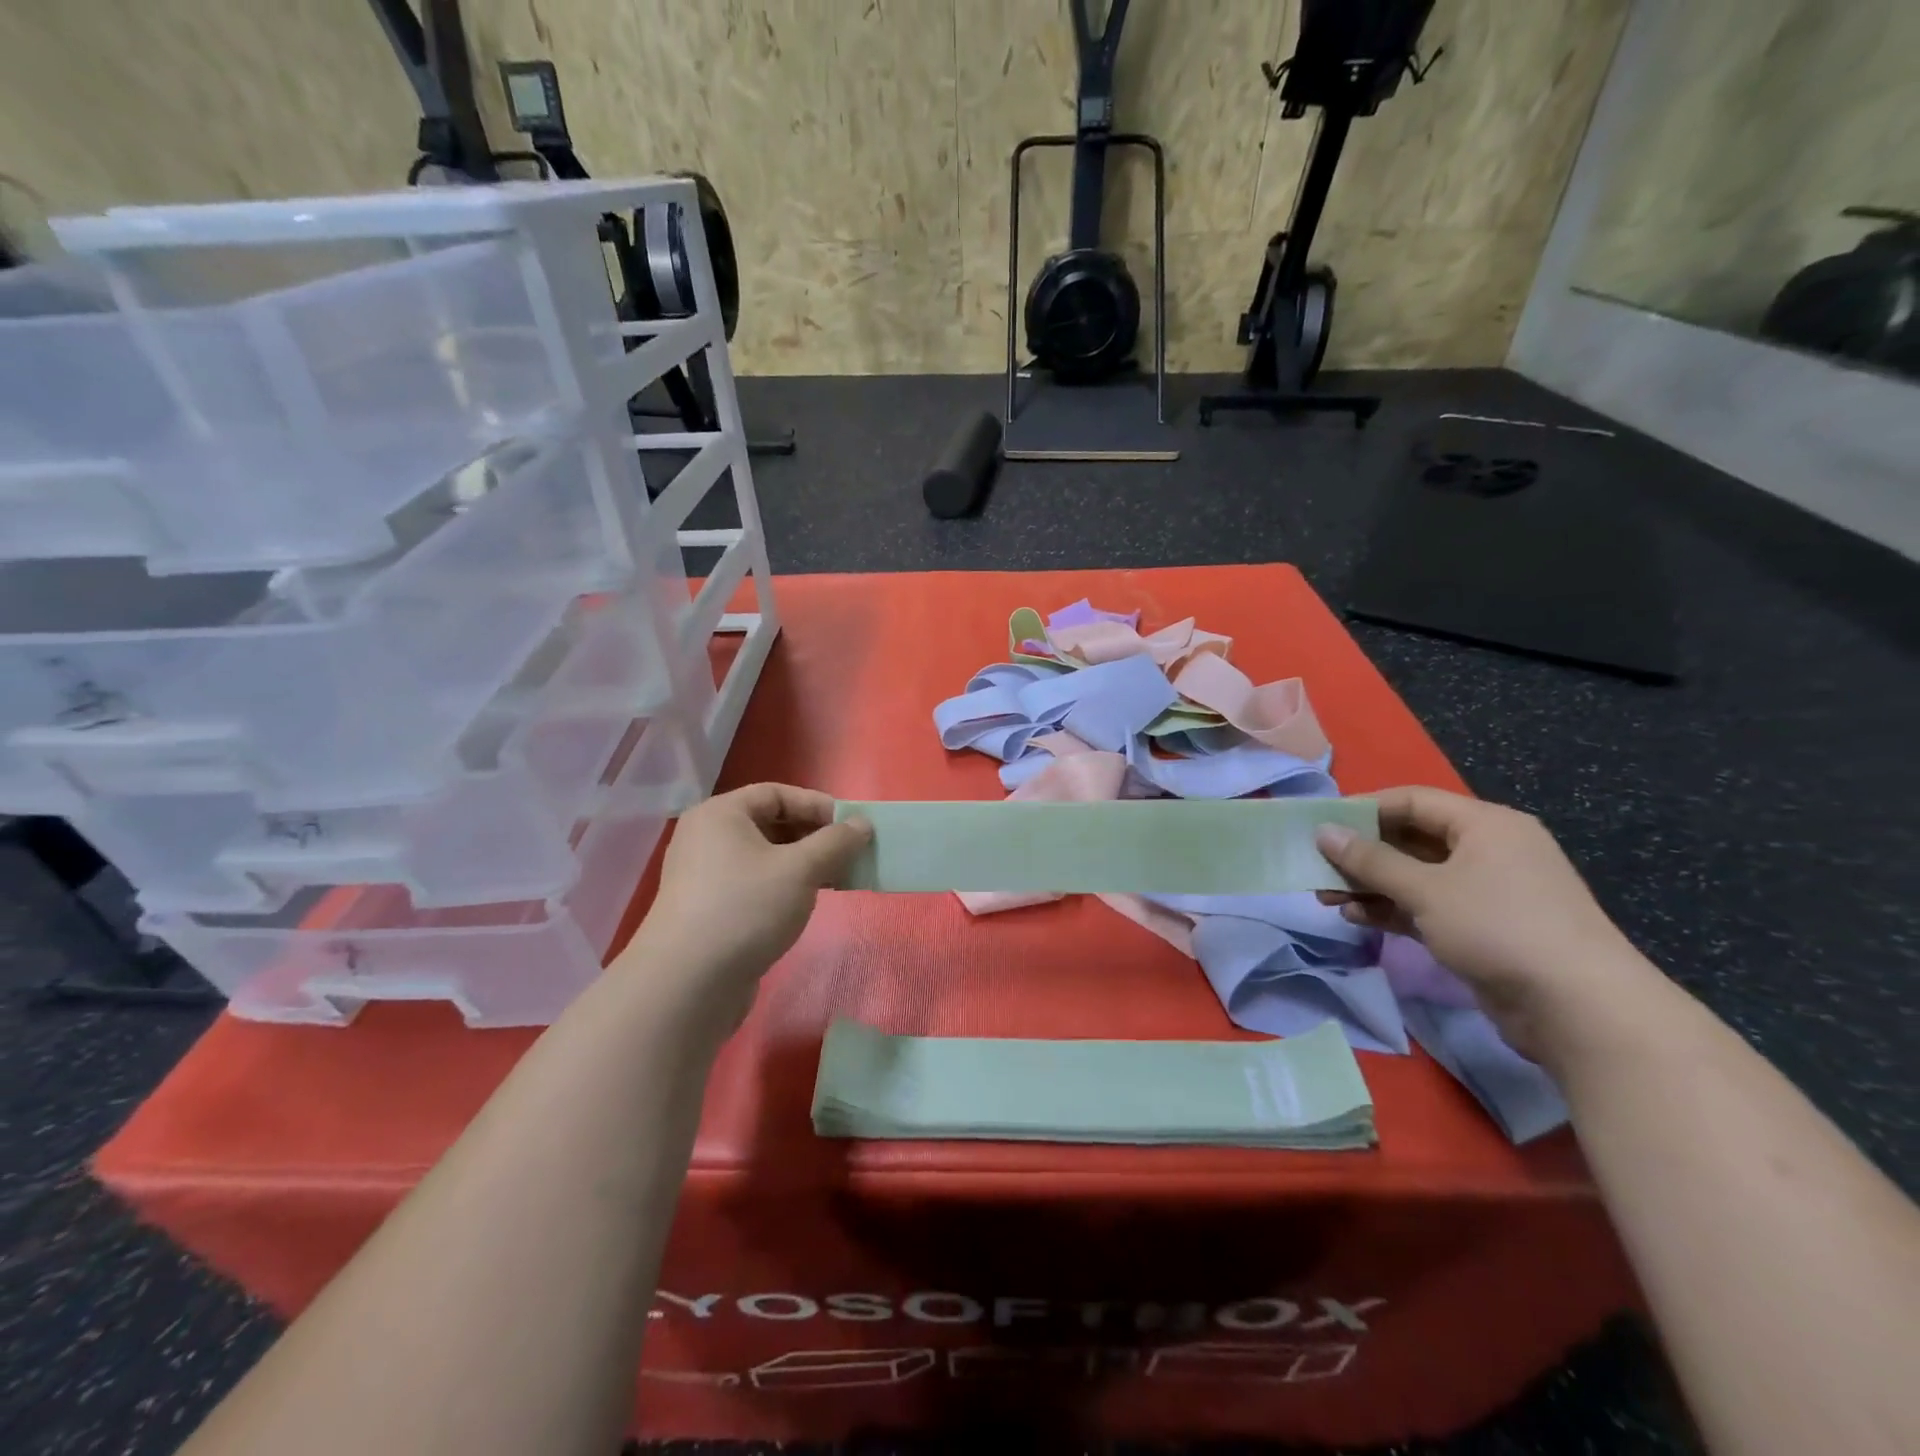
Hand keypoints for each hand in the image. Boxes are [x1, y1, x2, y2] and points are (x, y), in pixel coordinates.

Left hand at [620, 783, 870, 1032]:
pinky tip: (805, 903)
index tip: (851, 826)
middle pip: (770, 823)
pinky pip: (753, 883)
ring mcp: (704, 875)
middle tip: (848, 854)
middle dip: (813, 836)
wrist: (686, 985)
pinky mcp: (708, 909)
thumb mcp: (800, 869)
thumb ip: (835, 842)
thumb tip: (863, 824)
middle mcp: (707, 837)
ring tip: (835, 880)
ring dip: (802, 863)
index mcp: (721, 814)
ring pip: (764, 856)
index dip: (817, 805)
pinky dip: (783, 886)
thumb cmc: (745, 909)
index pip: (776, 793)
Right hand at [1315, 786, 1657, 1059]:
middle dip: (1361, 854)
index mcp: (1485, 825)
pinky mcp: (1482, 929)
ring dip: (1370, 885)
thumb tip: (1323, 832)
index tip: (1320, 825)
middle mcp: (1488, 851)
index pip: (1412, 801)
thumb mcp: (1426, 889)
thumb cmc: (1500, 927)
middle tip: (1316, 866)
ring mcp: (1487, 892)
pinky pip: (1426, 907)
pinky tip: (1356, 918)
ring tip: (1326, 897)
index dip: (1363, 809)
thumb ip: (1370, 860)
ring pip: (1414, 877)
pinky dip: (1392, 910)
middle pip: (1410, 839)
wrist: (1580, 1009)